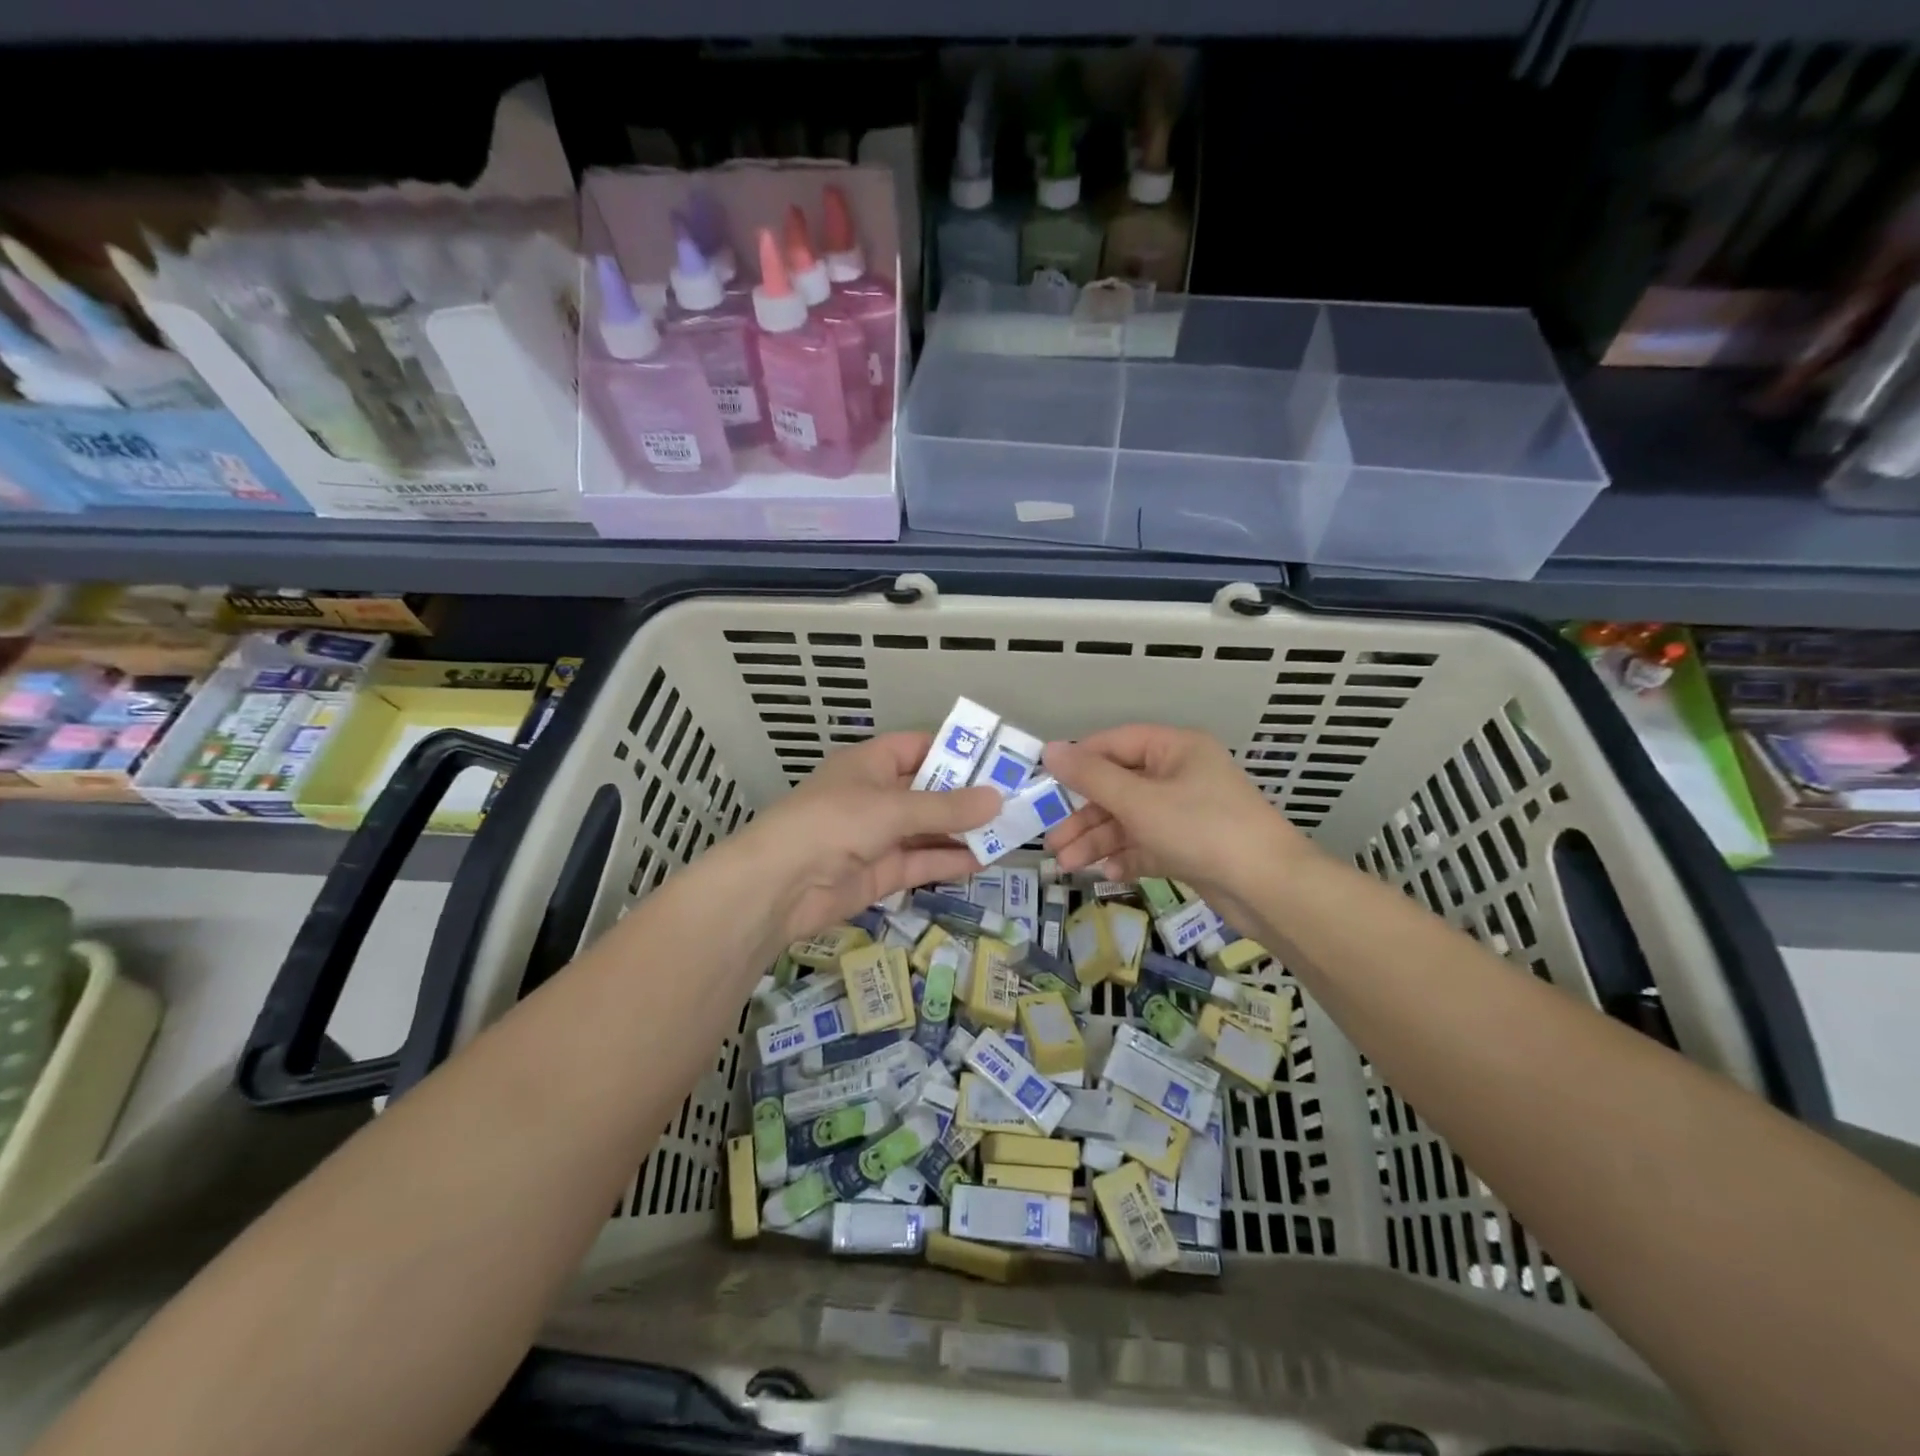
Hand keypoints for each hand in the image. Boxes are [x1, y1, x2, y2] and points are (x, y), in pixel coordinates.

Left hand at [724, 732, 999, 952]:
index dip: (955, 751)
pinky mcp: (882, 872)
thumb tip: (998, 799)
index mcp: (871, 764)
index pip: (918, 747)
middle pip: (930, 790)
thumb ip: (946, 807)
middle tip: (1016, 799)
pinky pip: (922, 861)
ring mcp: (879, 836)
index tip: (996, 760)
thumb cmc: (833, 823)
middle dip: (968, 796)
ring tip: (1011, 831)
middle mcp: (876, 796)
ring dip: (965, 830)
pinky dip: (950, 860)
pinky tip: (986, 859)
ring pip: (930, 829)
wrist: (779, 886)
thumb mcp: (892, 808)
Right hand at [1042, 726, 1309, 926]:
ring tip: (1068, 865)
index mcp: (1175, 749)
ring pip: (1129, 820)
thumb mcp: (1139, 801)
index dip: (1079, 762)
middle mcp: (1180, 775)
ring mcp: (1186, 813)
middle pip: (1118, 787)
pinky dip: (1126, 857)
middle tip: (1052, 841)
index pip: (1115, 744)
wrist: (1269, 889)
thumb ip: (1091, 777)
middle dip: (1084, 816)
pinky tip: (1107, 873)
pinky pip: (1147, 845)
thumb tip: (1049, 750)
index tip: (1046, 785)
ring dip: (1098, 841)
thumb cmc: (1202, 829)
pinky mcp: (1189, 847)